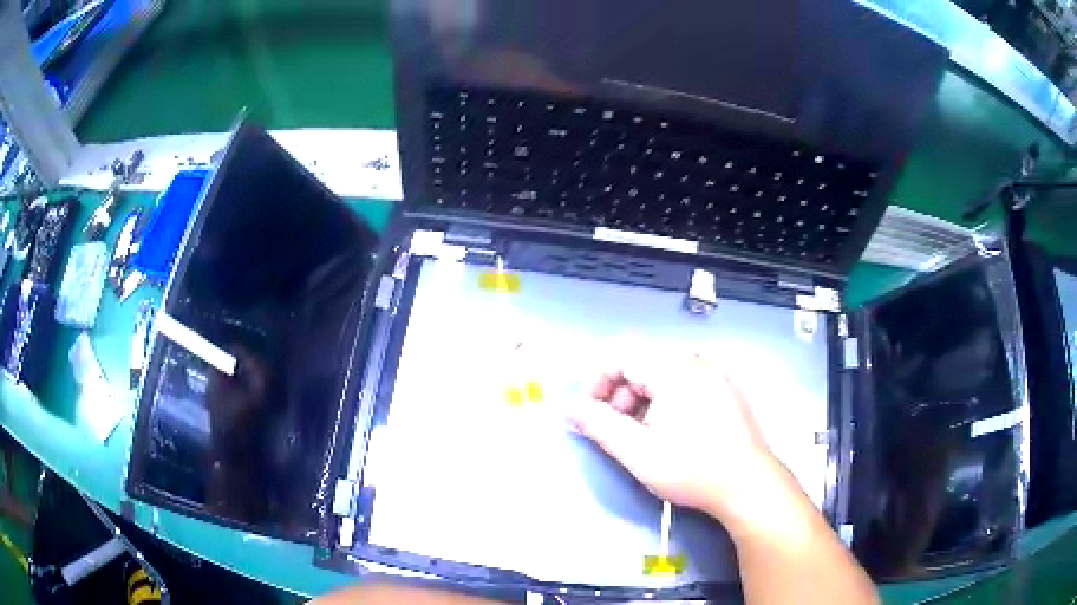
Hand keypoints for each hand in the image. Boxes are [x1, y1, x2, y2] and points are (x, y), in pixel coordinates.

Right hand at [566, 352, 783, 522]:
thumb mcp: (638, 452)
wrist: (748, 485)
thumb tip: (569, 408)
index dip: (598, 381)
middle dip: (621, 394)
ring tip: (643, 436)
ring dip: (643, 401)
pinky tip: (671, 433)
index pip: (623, 356)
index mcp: (674, 369)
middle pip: (643, 365)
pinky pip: (685, 385)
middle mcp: (696, 362)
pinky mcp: (726, 391)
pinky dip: (666, 403)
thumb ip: (599, 426)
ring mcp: (715, 375)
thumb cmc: (692, 468)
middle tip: (618, 430)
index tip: (590, 413)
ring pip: (664, 376)